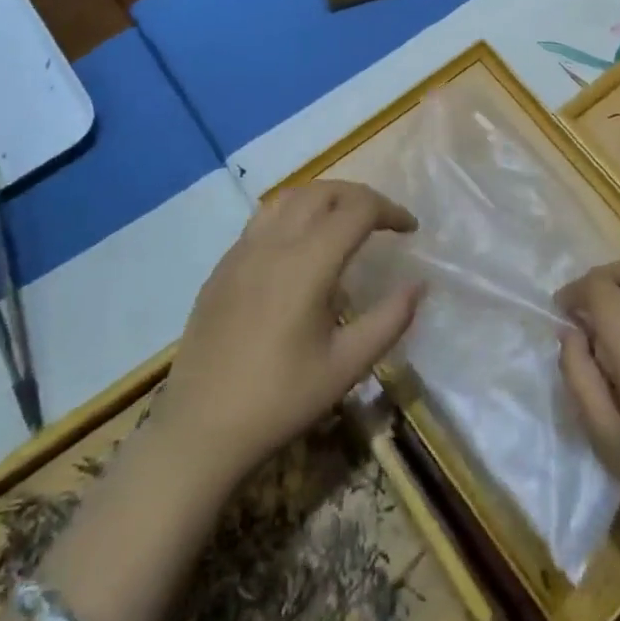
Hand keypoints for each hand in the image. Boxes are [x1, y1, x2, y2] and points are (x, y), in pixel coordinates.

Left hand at [158, 181, 421, 491]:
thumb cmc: (281, 400)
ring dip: (324, 197)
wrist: (201, 428)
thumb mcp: (347, 366)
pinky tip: (300, 246)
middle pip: (323, 192)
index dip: (390, 210)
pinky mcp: (223, 266)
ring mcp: (242, 251)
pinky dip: (293, 213)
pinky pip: (263, 218)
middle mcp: (273, 243)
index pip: (357, 209)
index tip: (410, 229)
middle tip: (383, 220)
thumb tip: (418, 285)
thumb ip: (389, 320)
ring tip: (344, 221)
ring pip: (289, 197)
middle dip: (360, 197)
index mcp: (308, 263)